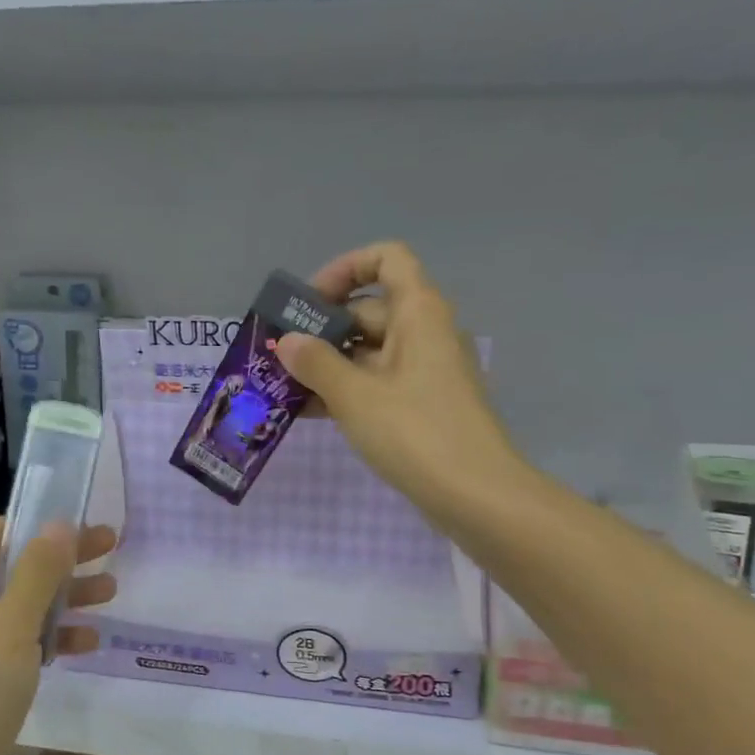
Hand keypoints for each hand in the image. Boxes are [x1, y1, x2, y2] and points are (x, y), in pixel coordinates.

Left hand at [0, 518, 116, 754]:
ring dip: (64, 596)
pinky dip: (52, 636)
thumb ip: (38, 573)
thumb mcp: (10, 627)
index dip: (43, 524)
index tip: (88, 525)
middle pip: (15, 566)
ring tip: (111, 593)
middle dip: (63, 559)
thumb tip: (60, 523)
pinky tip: (87, 642)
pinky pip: (20, 643)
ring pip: (22, 605)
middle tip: (113, 549)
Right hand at [277, 241, 521, 528]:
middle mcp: (424, 332)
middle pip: (369, 309)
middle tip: (279, 354)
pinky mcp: (422, 405)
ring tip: (283, 386)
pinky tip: (309, 412)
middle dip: (322, 329)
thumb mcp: (355, 395)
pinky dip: (347, 390)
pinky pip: (378, 383)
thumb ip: (315, 363)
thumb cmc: (415, 432)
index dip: (345, 269)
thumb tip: (287, 341)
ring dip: (329, 364)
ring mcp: (425, 371)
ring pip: (369, 352)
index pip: (386, 259)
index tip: (309, 302)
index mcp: (418, 312)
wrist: (475, 496)